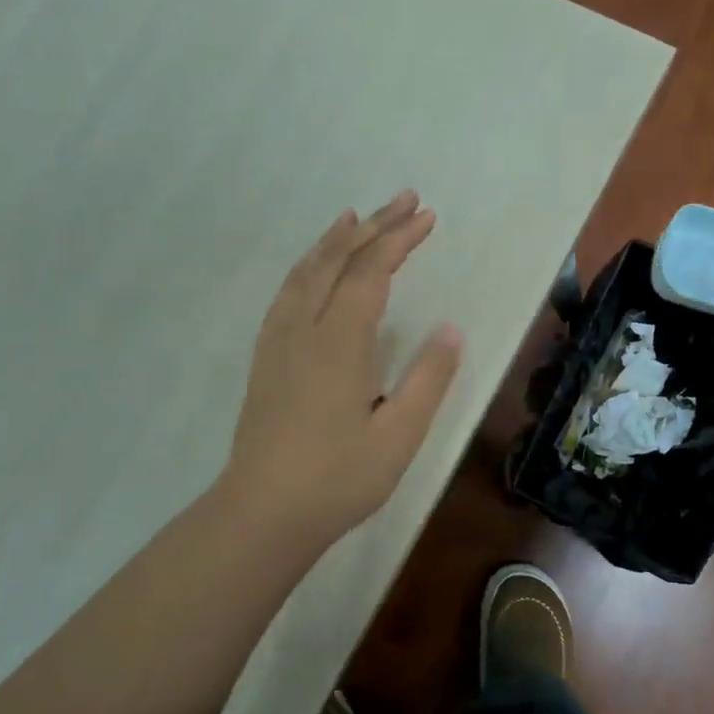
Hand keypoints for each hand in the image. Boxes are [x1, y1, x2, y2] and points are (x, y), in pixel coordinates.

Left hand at [221, 191, 462, 539]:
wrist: (261, 513)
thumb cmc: (337, 478)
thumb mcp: (398, 435)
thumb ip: (428, 378)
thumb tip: (452, 329)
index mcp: (340, 342)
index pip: (372, 272)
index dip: (400, 239)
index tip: (428, 216)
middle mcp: (305, 328)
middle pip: (339, 260)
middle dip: (375, 226)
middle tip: (404, 199)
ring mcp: (279, 340)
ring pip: (306, 271)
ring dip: (335, 239)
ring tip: (355, 216)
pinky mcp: (265, 356)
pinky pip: (287, 292)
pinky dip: (306, 266)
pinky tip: (313, 268)